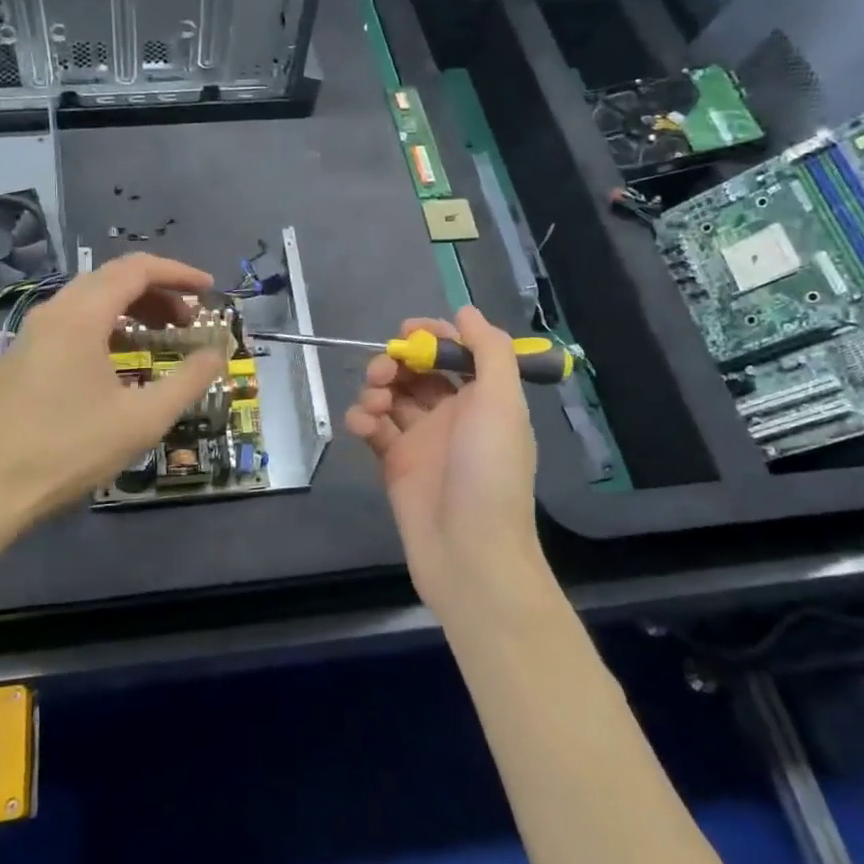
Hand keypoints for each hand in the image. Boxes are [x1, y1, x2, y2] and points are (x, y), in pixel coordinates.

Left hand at [0, 253, 227, 538]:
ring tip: (162, 338)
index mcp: (81, 315)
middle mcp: (53, 312)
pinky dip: (106, 326)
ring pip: (90, 300)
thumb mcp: (143, 419)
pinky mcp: (22, 357)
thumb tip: (216, 354)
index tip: (210, 290)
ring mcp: (32, 334)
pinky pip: (72, 322)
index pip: (137, 269)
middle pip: (112, 279)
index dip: (178, 273)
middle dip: (158, 292)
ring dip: (131, 309)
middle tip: (190, 320)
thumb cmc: (69, 449)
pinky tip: (120, 361)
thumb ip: (188, 381)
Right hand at [344, 307, 549, 621]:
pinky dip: (362, 419)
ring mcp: (422, 440)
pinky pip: (373, 429)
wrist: (469, 552)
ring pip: (392, 396)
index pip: (455, 353)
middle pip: (418, 372)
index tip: (407, 332)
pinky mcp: (394, 464)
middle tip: (384, 371)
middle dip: (397, 363)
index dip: (432, 337)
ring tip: (374, 403)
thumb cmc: (490, 472)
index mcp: (483, 399)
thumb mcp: (501, 403)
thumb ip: (489, 351)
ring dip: (377, 388)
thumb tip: (466, 311)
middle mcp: (453, 415)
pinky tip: (362, 425)